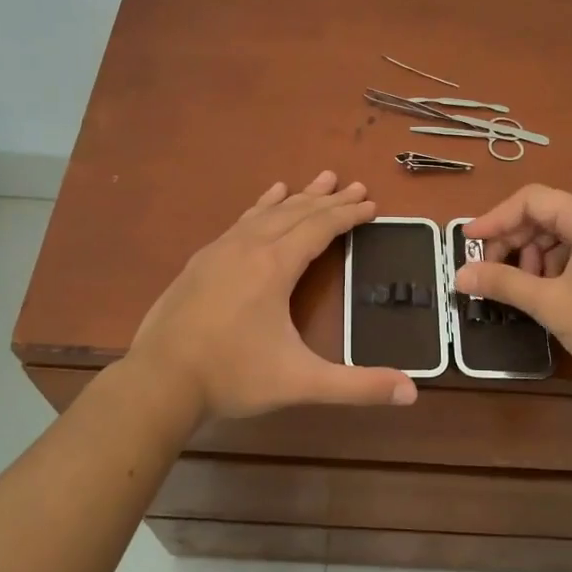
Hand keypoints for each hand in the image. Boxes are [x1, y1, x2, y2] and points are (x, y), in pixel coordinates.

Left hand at [130, 171, 418, 420]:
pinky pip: (241, 221)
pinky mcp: (201, 261)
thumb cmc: (232, 376)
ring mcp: (221, 250)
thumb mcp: (300, 382)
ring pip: (268, 212)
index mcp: (275, 266)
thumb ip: (357, 386)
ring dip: (297, 196)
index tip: (372, 204)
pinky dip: (261, 206)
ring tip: (319, 180)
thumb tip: (412, 392)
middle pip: (297, 212)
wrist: (159, 380)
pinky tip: (266, 199)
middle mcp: (249, 247)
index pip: (320, 228)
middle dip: (329, 199)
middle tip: (355, 185)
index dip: (348, 215)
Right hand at [452, 185, 571, 394]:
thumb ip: (502, 283)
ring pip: (564, 234)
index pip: (532, 199)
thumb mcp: (550, 303)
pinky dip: (558, 265)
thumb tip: (459, 275)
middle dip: (514, 240)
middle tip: (491, 272)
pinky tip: (551, 292)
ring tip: (524, 288)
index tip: (468, 242)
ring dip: (535, 256)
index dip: (495, 218)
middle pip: (547, 215)